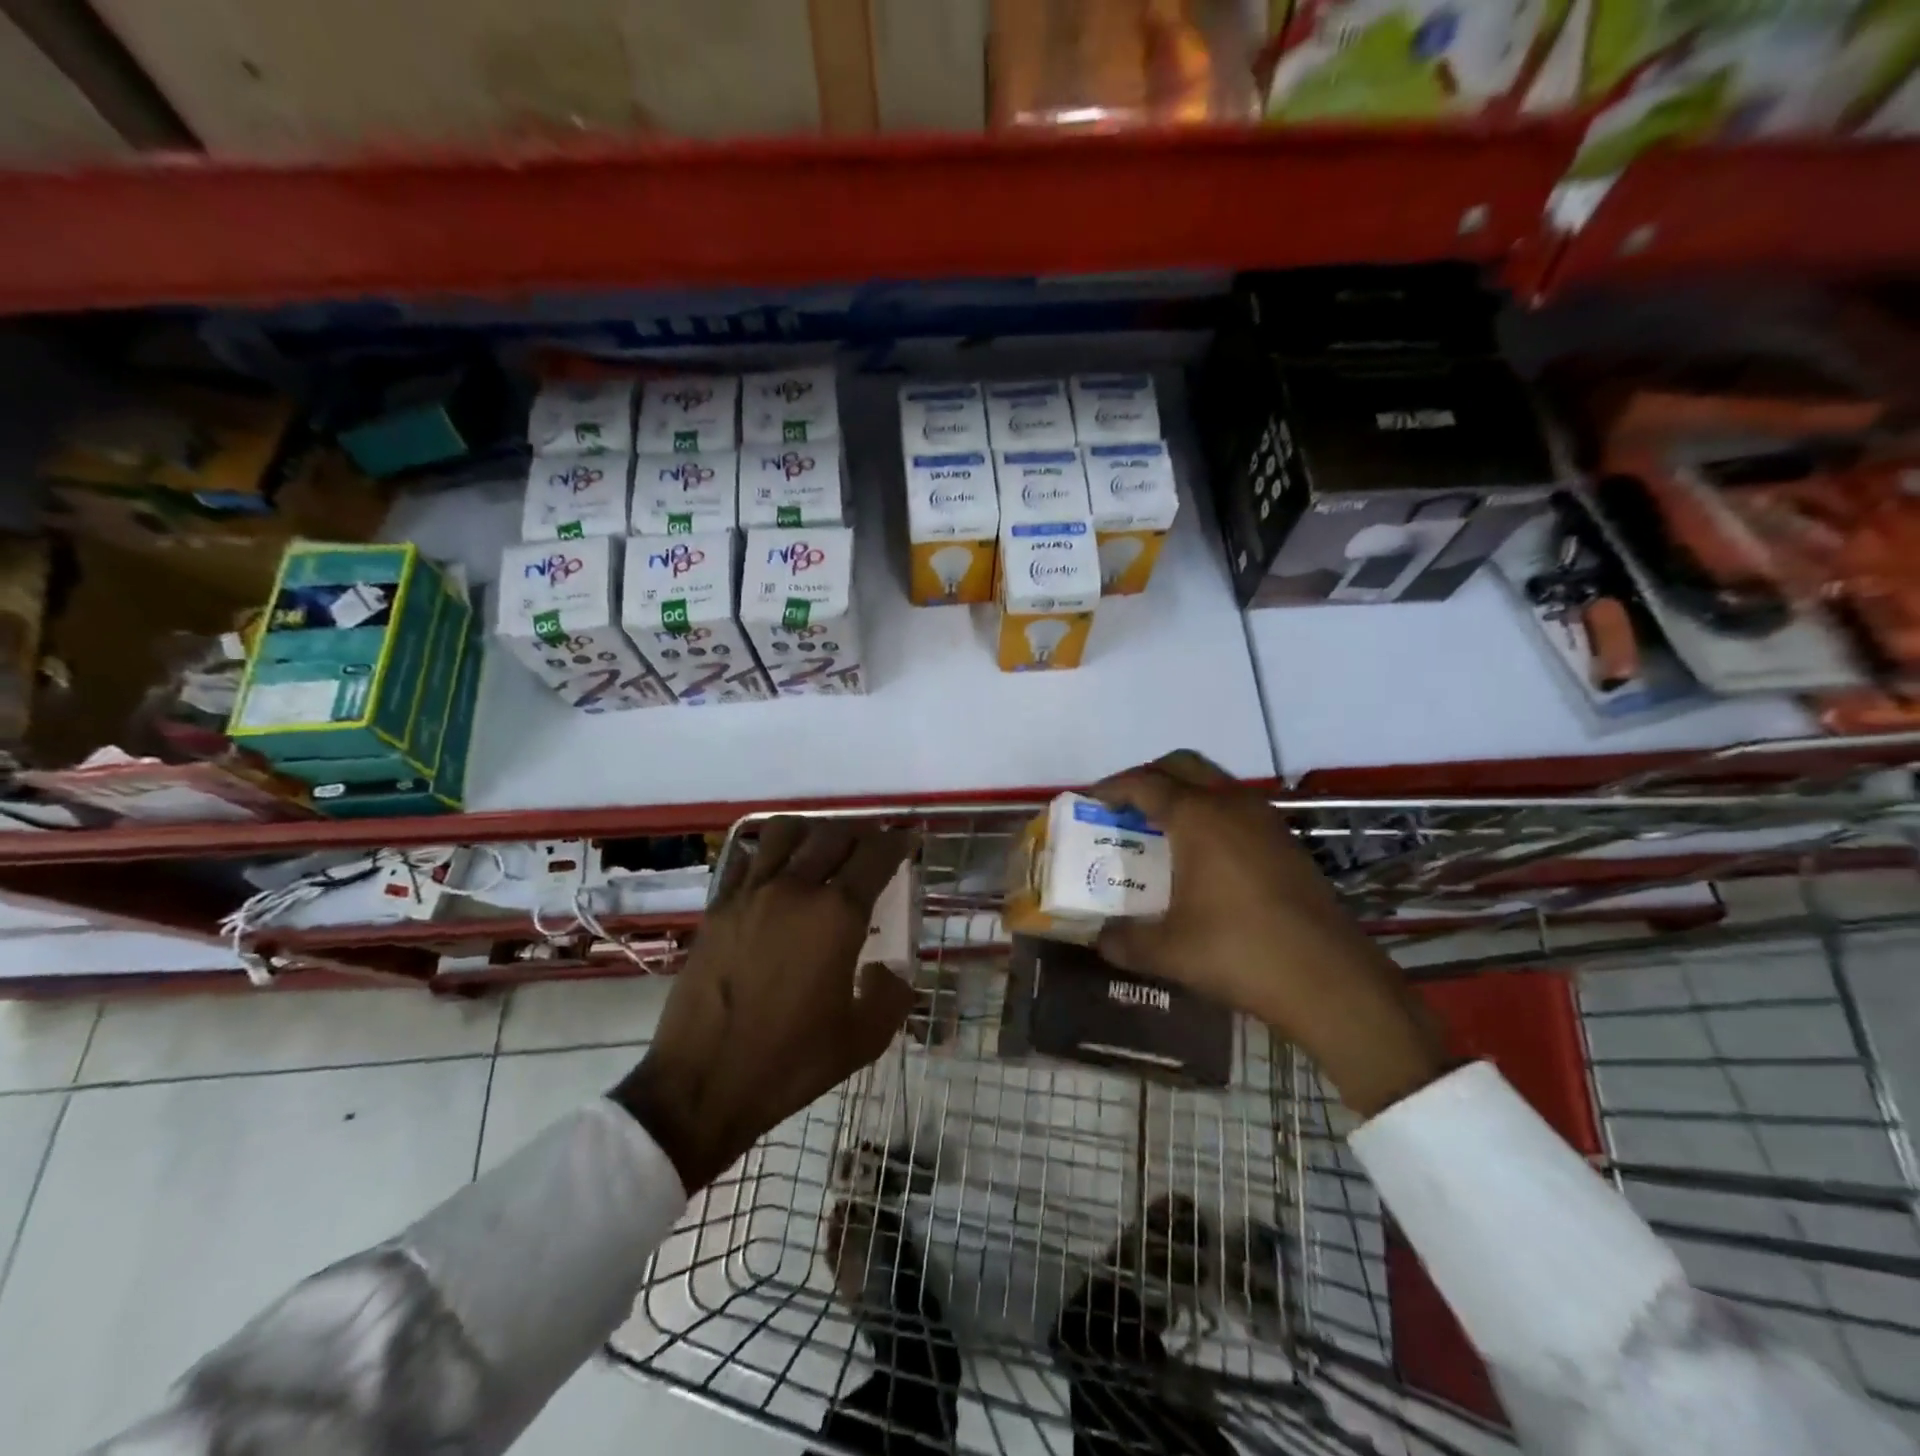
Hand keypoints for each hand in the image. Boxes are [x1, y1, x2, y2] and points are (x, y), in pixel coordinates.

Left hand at [614, 818, 915, 1189]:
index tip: (909, 839)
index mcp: (836, 915)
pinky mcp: (718, 908)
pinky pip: (748, 859)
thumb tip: (887, 971)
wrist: (702, 1084)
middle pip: (834, 834)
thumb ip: (891, 995)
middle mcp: (795, 889)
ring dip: (813, 831)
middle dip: (862, 832)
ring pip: (786, 832)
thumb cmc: (791, 1062)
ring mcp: (751, 894)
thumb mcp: (864, 1039)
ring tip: (823, 847)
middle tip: (873, 843)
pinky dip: (770, 853)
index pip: (876, 856)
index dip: (898, 842)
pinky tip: (776, 873)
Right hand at [1091, 753, 1444, 1118]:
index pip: (1144, 783)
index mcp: (1197, 818)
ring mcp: (1266, 820)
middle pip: (1181, 766)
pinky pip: (1237, 808)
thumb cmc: (1239, 954)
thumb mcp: (1168, 952)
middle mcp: (1232, 805)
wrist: (1330, 981)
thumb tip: (1100, 938)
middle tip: (1124, 807)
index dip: (1111, 788)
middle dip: (1147, 778)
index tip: (1090, 801)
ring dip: (1182, 794)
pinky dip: (1210, 815)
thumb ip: (1124, 941)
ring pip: (1214, 784)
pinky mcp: (1287, 842)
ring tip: (1160, 830)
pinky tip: (1203, 856)